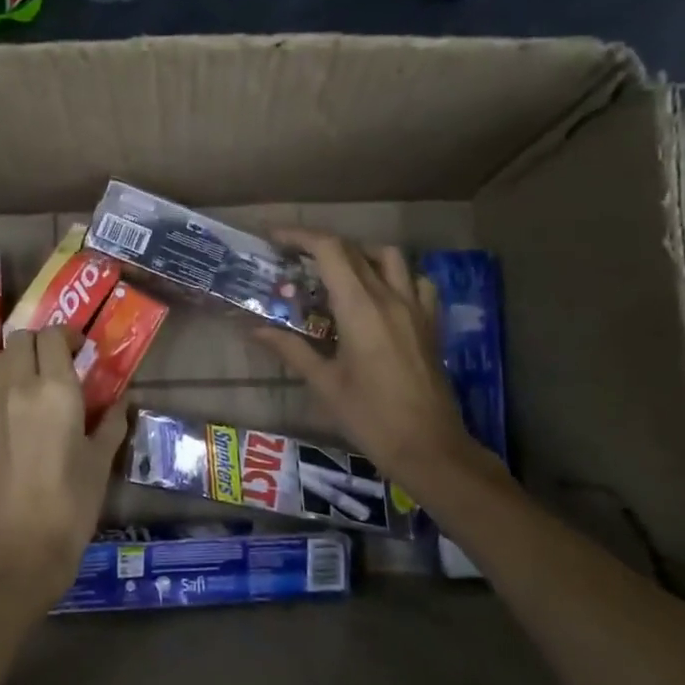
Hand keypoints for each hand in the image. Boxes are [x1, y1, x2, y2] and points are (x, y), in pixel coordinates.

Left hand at [0, 327, 127, 614]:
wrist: (20, 548)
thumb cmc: (71, 503)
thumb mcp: (100, 462)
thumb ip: (110, 424)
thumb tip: (121, 402)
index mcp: (54, 390)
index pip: (51, 336)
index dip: (67, 334)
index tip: (83, 349)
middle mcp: (20, 389)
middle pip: (19, 339)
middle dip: (40, 340)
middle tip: (62, 359)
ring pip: (1, 359)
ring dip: (20, 357)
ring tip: (42, 378)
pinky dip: (9, 382)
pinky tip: (28, 406)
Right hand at [257, 230, 502, 496]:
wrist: (428, 447)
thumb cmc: (370, 417)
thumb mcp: (324, 383)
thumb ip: (290, 349)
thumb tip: (254, 329)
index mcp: (360, 308)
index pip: (330, 250)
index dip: (299, 236)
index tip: (274, 238)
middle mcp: (390, 297)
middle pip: (354, 250)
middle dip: (320, 245)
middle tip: (293, 259)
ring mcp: (416, 308)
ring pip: (389, 257)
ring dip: (359, 254)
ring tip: (337, 272)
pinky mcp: (430, 323)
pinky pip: (417, 282)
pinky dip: (395, 276)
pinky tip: (380, 294)